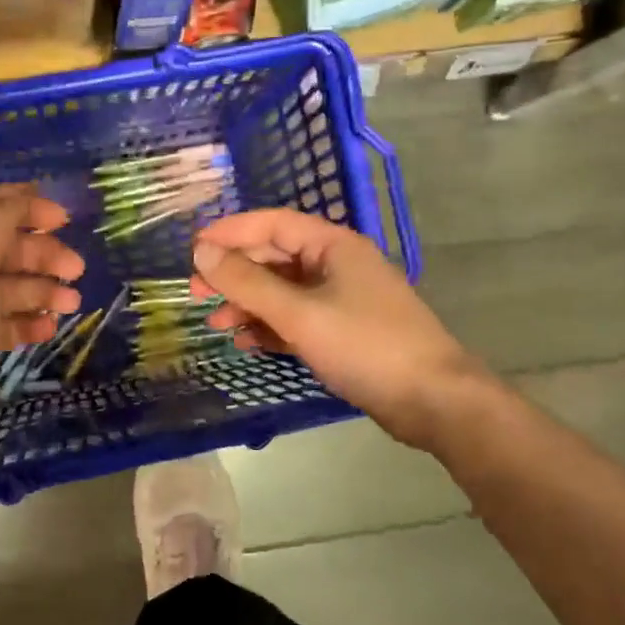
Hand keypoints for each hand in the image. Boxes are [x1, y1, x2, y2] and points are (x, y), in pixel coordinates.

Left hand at [0, 185, 84, 469]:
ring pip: (3, 287)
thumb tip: (18, 198)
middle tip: (77, 270)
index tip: (64, 218)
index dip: (21, 204)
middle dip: (39, 252)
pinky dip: (25, 322)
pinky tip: (48, 331)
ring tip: (71, 305)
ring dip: (39, 289)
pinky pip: (0, 324)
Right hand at [191, 209, 482, 446]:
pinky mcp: (342, 331)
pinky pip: (295, 319)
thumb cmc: (365, 346)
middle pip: (274, 257)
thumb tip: (201, 251)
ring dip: (248, 304)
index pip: (272, 223)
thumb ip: (247, 283)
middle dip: (234, 273)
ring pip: (282, 291)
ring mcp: (340, 299)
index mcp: (333, 246)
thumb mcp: (299, 313)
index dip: (230, 231)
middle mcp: (336, 265)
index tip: (191, 248)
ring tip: (216, 324)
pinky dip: (269, 327)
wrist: (433, 401)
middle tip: (195, 293)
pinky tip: (246, 343)